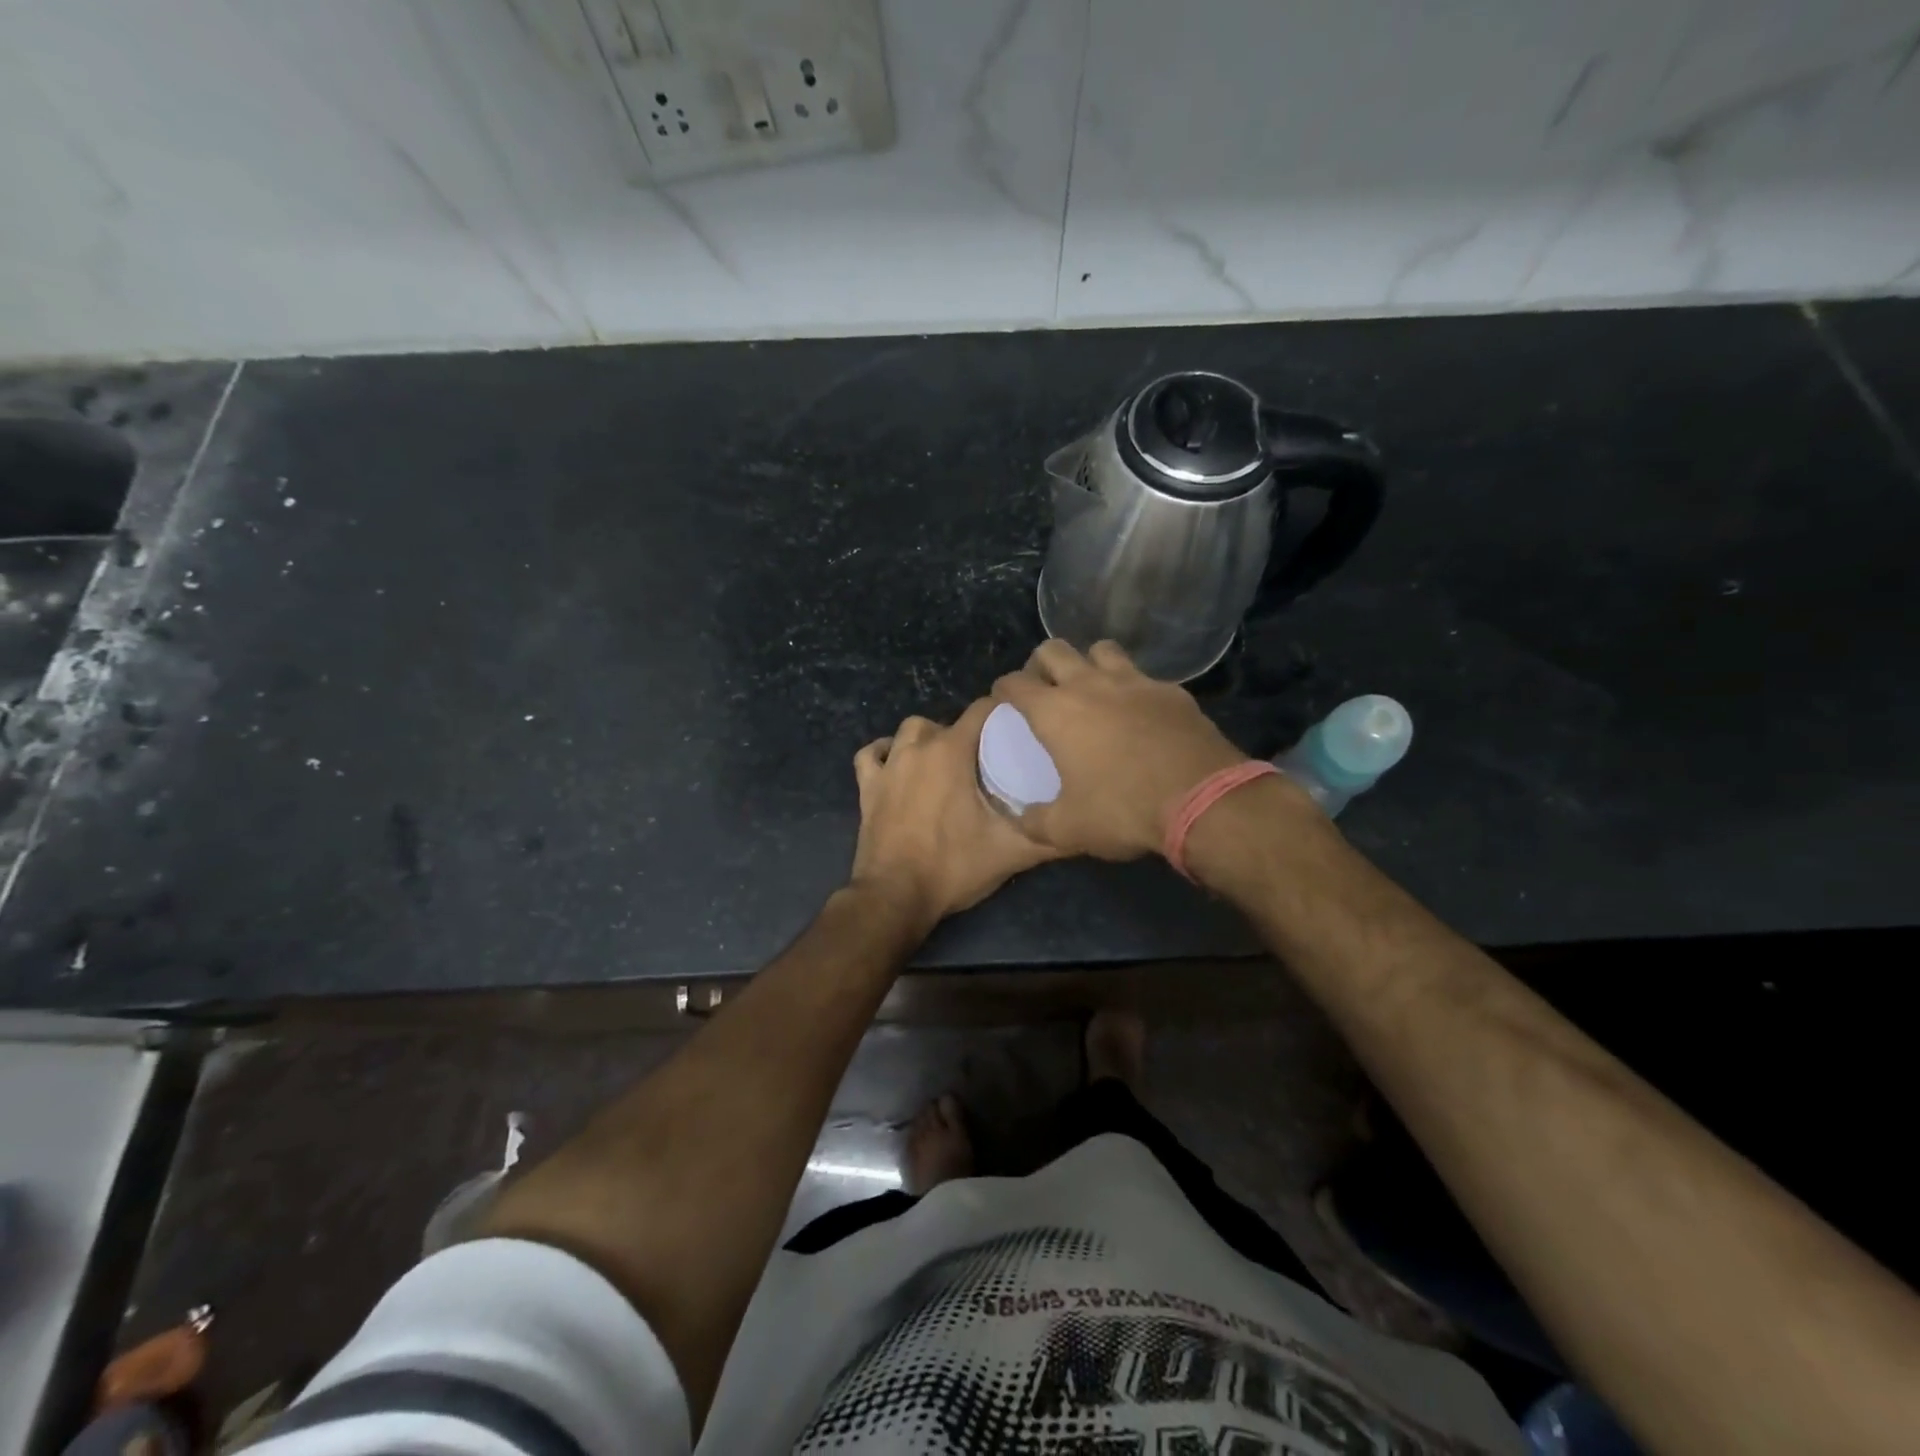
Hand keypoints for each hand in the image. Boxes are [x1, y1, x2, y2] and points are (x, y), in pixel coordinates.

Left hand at [850, 697, 1059, 928]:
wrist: (895, 897)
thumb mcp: (1011, 852)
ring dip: (927, 738)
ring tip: (945, 761)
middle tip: (987, 760)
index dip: (1002, 713)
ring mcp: (888, 766)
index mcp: (952, 751)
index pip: (982, 710)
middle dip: (968, 733)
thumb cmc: (954, 866)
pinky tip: (896, 763)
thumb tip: (1085, 825)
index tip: (1019, 728)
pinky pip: (871, 754)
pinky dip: (884, 753)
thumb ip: (1051, 836)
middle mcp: (918, 747)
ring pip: (909, 731)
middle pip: (948, 721)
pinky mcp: (866, 787)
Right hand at [991, 640, 1249, 860]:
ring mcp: (1135, 682)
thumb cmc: (1123, 810)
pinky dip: (1132, 687)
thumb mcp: (1068, 829)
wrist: (1203, 800)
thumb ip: (1035, 822)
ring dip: (1089, 663)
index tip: (1003, 700)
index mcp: (1056, 712)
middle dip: (1041, 663)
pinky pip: (1143, 676)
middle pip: (1054, 649)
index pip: (1014, 683)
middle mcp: (1090, 685)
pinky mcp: (1171, 691)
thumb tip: (1020, 820)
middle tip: (1044, 688)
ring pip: (1101, 649)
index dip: (1003, 689)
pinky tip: (1139, 712)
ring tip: (1091, 688)